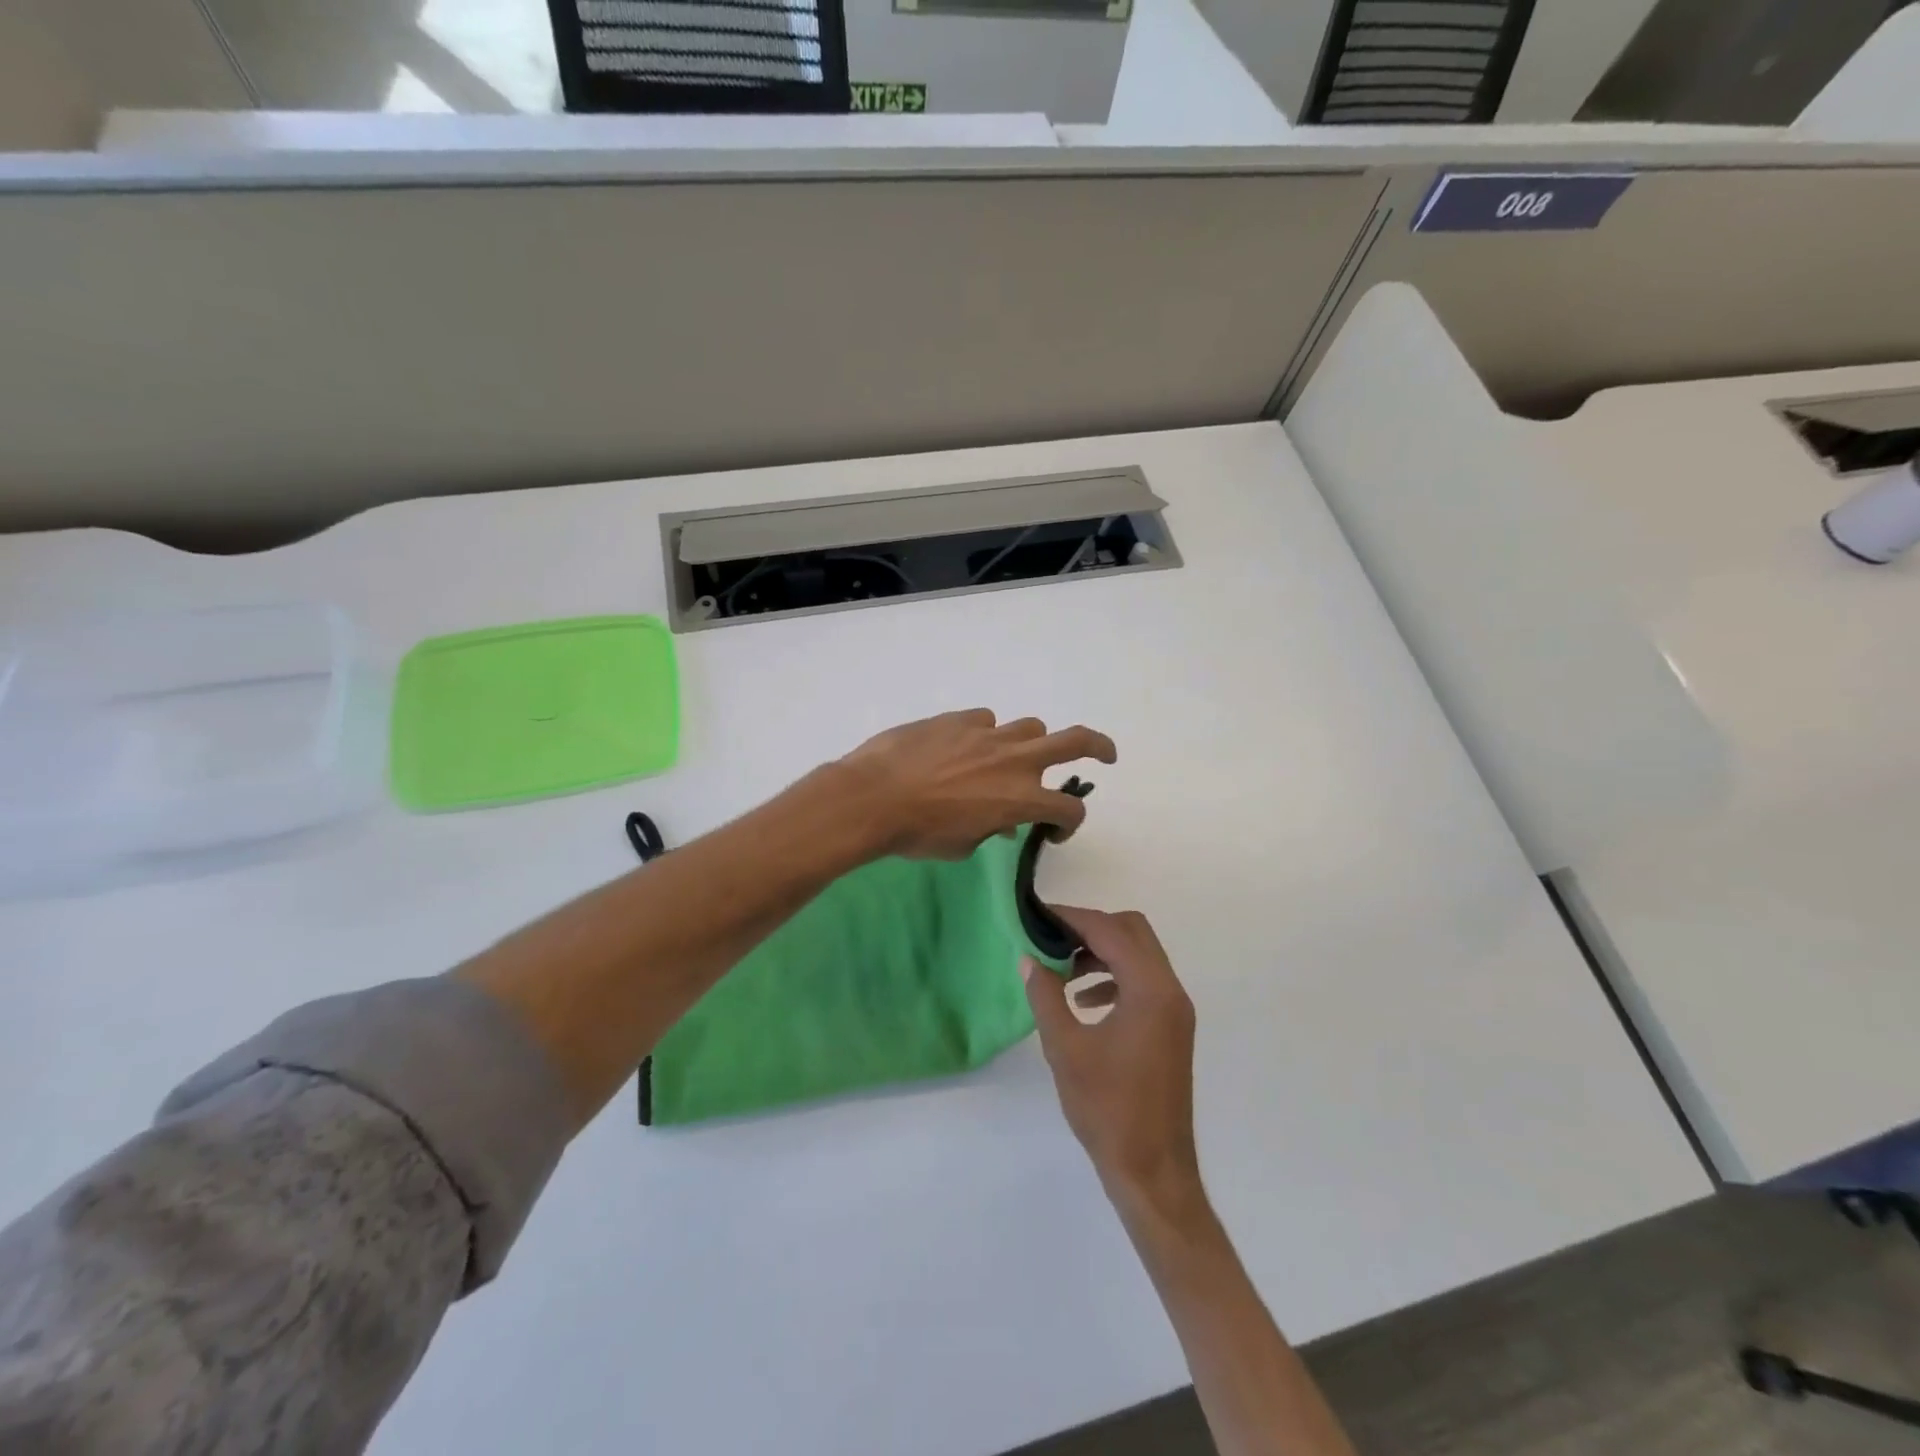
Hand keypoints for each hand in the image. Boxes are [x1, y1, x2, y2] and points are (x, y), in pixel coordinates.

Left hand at [838, 709, 1116, 860]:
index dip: (1071, 823)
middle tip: (1105, 755)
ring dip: (1029, 744)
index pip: (1070, 808)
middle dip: (1099, 747)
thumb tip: (998, 822)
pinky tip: (960, 748)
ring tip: (1010, 758)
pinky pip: (985, 721)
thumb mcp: (962, 845)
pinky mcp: (959, 718)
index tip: (1055, 831)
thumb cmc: (918, 834)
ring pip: (1030, 727)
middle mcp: (1016, 761)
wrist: (872, 797)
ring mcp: (989, 734)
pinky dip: (983, 735)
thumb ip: (989, 831)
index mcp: (1022, 799)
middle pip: (1076, 741)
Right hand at [1023, 906, 1204, 1227]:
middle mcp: (1170, 990)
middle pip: (1132, 932)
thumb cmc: (1108, 1109)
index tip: (1039, 915)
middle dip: (1090, 928)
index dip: (1072, 918)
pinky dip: (1114, 977)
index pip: (1110, 931)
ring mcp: (1175, 1010)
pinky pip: (1143, 982)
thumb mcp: (1065, 1049)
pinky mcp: (1171, 1028)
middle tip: (1051, 938)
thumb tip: (1028, 958)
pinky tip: (1083, 1001)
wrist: (1153, 1171)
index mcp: (1150, 990)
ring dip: (1102, 951)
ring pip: (1139, 955)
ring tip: (1061, 970)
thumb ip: (1045, 995)